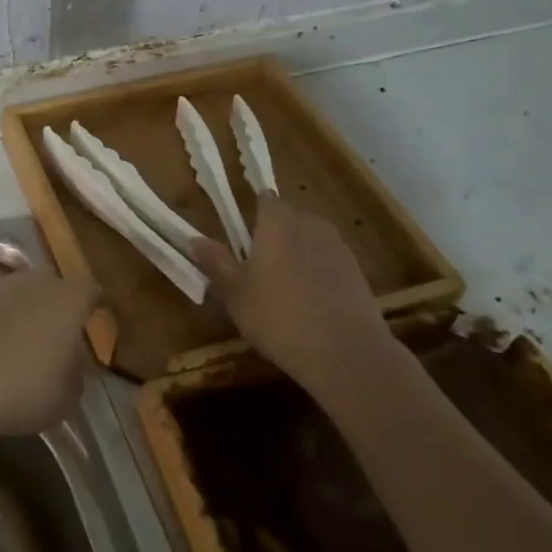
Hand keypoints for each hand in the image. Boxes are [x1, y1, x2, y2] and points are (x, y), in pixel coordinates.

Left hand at [0, 268, 100, 439]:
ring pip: (18, 293)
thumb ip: (75, 373)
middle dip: (58, 302)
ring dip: (22, 311)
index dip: (97, 301)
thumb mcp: (67, 396)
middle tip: (60, 328)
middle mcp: (33, 283)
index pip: (91, 289)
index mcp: (68, 298)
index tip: (102, 313)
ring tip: (23, 342)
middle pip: (52, 283)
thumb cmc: (25, 388)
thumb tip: (69, 362)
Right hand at [191, 198, 390, 379]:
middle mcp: (310, 225)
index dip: (255, 210)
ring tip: (285, 285)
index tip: (244, 234)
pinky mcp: (358, 271)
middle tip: (260, 263)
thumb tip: (193, 239)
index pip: (266, 199)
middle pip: (291, 217)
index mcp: (277, 223)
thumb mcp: (236, 295)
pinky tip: (311, 301)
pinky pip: (329, 260)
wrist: (346, 353)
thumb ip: (216, 263)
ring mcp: (338, 247)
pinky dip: (319, 271)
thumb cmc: (279, 318)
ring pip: (312, 238)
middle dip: (276, 232)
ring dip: (299, 251)